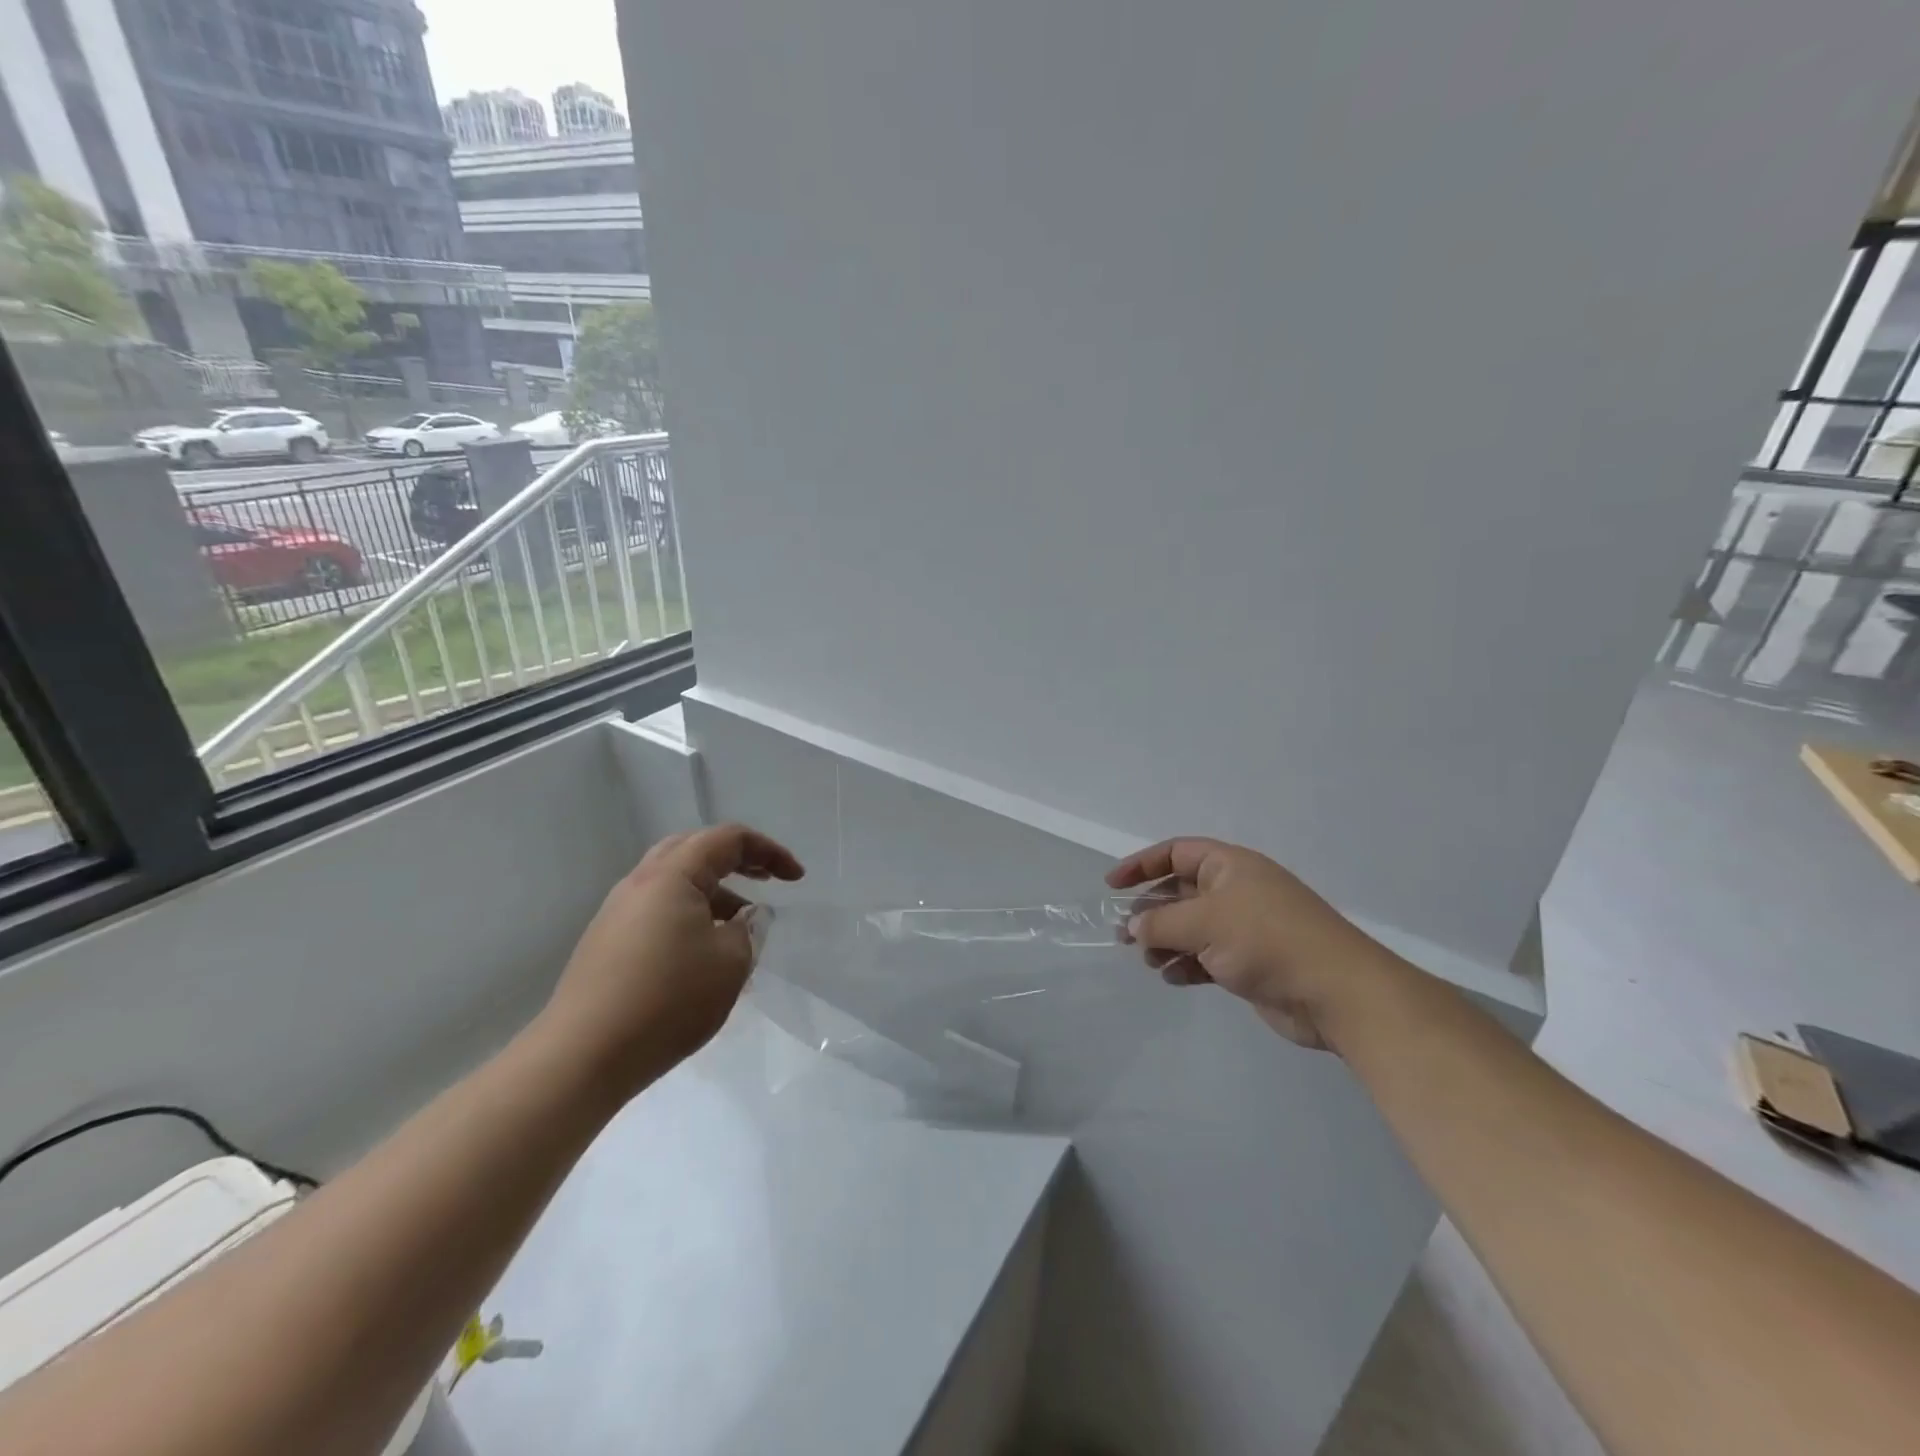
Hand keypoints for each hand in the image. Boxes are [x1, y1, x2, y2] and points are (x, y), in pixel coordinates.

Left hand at [537, 824, 804, 1096]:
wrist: (582, 1057)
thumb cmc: (668, 1000)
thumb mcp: (731, 962)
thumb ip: (749, 928)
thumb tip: (745, 916)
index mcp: (672, 876)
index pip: (728, 839)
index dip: (769, 852)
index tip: (796, 878)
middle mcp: (640, 883)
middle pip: (694, 849)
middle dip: (736, 859)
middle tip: (766, 880)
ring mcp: (617, 913)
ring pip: (674, 882)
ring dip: (713, 892)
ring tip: (740, 925)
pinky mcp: (606, 943)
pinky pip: (657, 911)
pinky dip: (689, 916)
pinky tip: (704, 954)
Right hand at [1108, 837, 1399, 1049]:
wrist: (1336, 993)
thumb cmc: (1267, 941)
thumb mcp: (1204, 923)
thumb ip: (1161, 923)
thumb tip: (1134, 926)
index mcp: (1230, 866)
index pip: (1176, 852)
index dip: (1142, 864)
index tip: (1112, 885)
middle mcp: (1236, 891)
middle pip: (1180, 891)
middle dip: (1150, 911)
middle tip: (1123, 933)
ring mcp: (1244, 928)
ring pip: (1191, 927)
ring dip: (1165, 941)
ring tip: (1147, 960)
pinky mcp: (1250, 963)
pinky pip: (1206, 957)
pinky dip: (1186, 965)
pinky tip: (1172, 979)